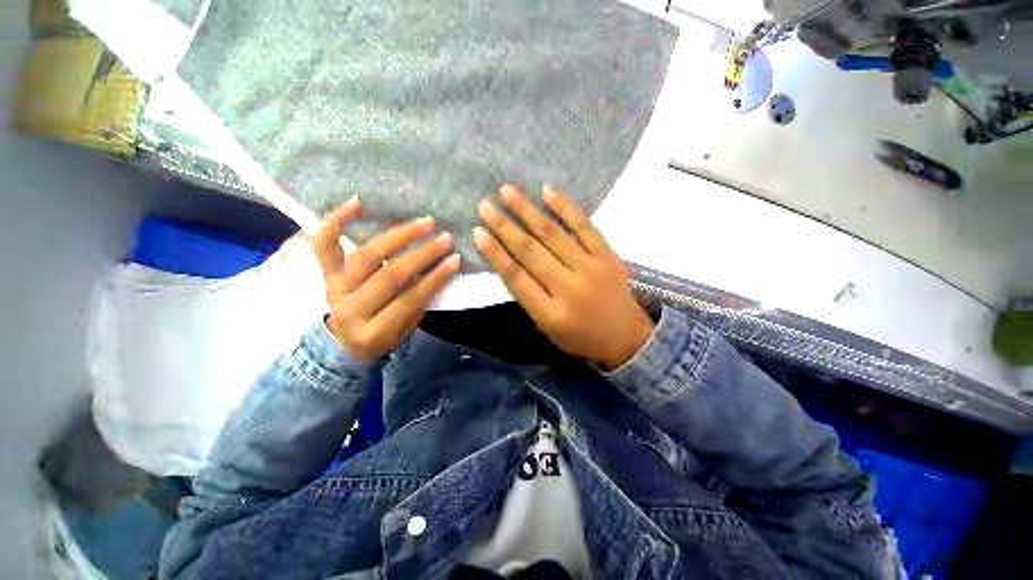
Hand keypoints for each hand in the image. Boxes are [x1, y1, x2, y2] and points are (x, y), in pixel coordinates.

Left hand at [313, 197, 460, 361]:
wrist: (344, 343)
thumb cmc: (382, 336)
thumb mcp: (405, 330)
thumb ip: (419, 303)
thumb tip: (439, 271)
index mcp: (373, 332)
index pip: (409, 300)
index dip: (435, 279)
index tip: (456, 259)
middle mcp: (350, 309)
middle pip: (389, 276)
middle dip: (422, 255)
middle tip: (446, 238)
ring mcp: (334, 288)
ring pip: (366, 256)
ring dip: (398, 236)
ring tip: (425, 223)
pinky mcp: (324, 274)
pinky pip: (324, 245)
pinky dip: (337, 221)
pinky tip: (358, 202)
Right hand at [474, 185, 653, 368]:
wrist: (626, 337)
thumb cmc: (581, 337)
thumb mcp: (548, 329)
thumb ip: (528, 299)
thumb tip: (508, 263)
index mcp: (550, 313)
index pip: (515, 277)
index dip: (495, 253)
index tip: (478, 232)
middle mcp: (568, 288)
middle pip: (530, 251)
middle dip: (504, 226)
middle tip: (484, 205)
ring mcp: (591, 268)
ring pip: (553, 234)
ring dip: (527, 211)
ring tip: (507, 192)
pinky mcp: (608, 256)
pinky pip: (584, 227)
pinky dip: (565, 208)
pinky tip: (547, 192)